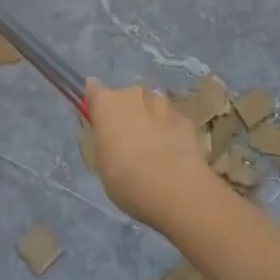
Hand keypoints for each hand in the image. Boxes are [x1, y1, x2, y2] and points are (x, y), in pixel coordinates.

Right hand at [85, 79, 220, 231]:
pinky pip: (172, 121)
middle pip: (126, 98)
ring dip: (151, 120)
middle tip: (128, 140)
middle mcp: (133, 94)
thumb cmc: (126, 179)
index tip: (98, 117)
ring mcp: (163, 104)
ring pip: (152, 107)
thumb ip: (105, 140)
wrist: (174, 190)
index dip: (96, 103)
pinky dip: (171, 132)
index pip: (93, 89)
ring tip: (154, 149)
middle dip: (127, 113)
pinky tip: (174, 155)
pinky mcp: (186, 119)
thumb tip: (110, 136)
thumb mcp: (102, 162)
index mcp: (106, 103)